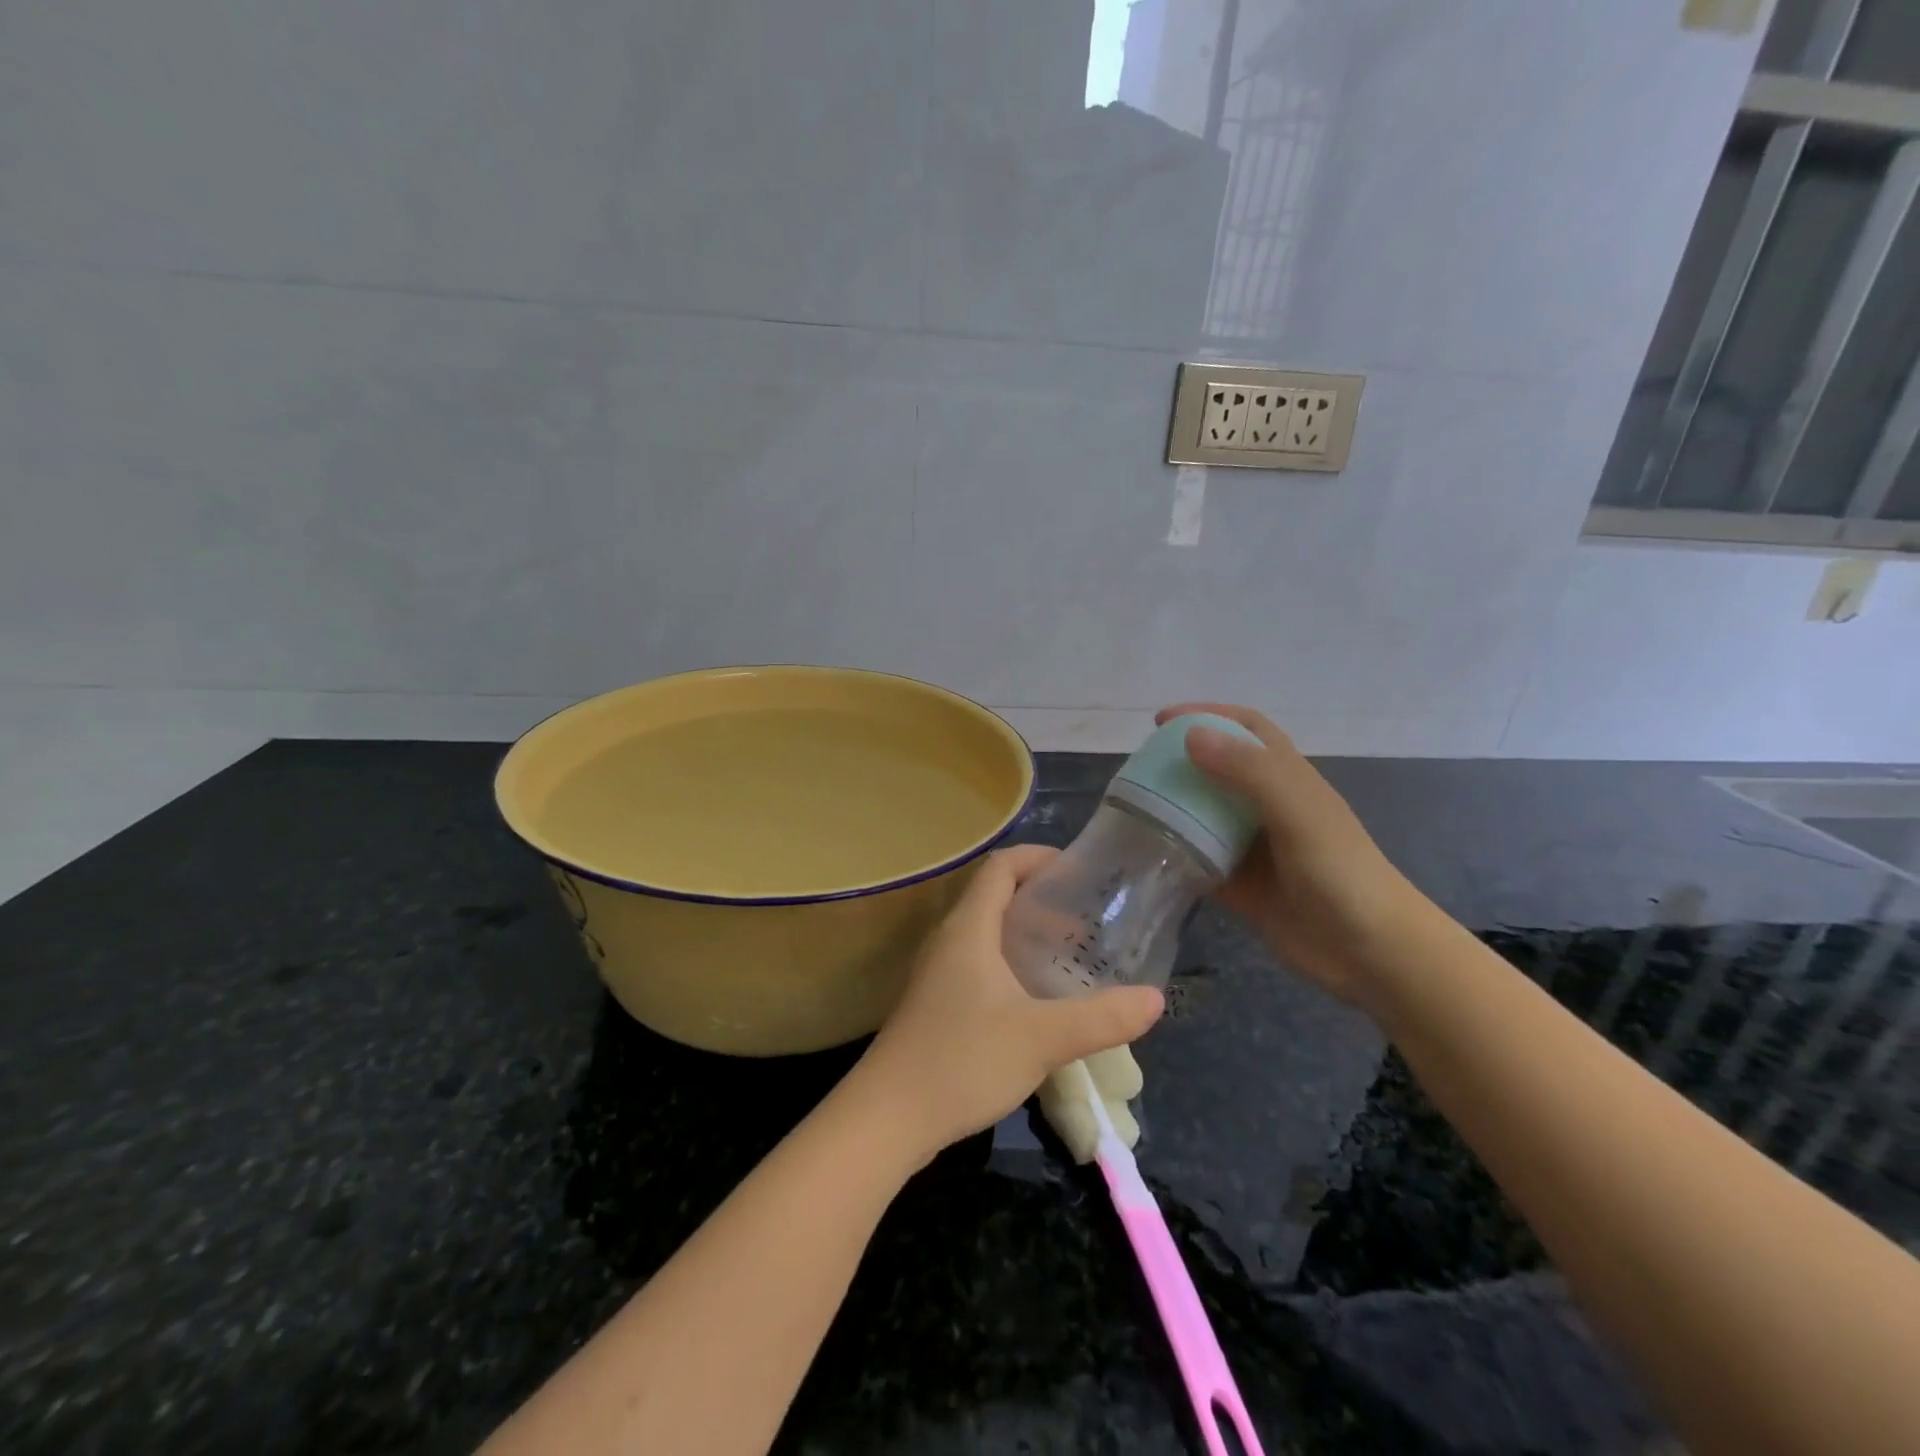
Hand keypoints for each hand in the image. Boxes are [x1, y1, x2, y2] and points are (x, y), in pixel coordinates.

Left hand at [848, 845, 1164, 1162]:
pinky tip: (1036, 999)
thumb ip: (1101, 1018)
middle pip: (995, 896)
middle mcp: (949, 939)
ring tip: (1069, 956)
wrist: (887, 1118)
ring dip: (1027, 934)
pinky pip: (979, 963)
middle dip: (1042, 900)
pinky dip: (1012, 963)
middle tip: (1086, 921)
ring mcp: (938, 972)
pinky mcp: (936, 1003)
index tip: (1078, 870)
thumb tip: (1155, 999)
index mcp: (969, 927)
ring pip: (987, 933)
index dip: (1039, 857)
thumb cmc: (962, 1060)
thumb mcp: (1042, 1038)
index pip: (1001, 866)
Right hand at [1156, 702, 1437, 1009]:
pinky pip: (1199, 861)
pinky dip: (1174, 855)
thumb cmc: (1341, 873)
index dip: (1206, 715)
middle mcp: (1267, 807)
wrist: (1372, 954)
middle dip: (1178, 762)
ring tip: (1130, 808)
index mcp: (1287, 778)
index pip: (1245, 729)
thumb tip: (1190, 735)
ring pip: (1203, 816)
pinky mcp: (1240, 886)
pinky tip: (1145, 856)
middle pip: (1216, 769)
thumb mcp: (1298, 812)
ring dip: (1171, 808)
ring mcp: (1253, 848)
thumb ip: (1249, 772)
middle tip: (1135, 770)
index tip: (1161, 721)